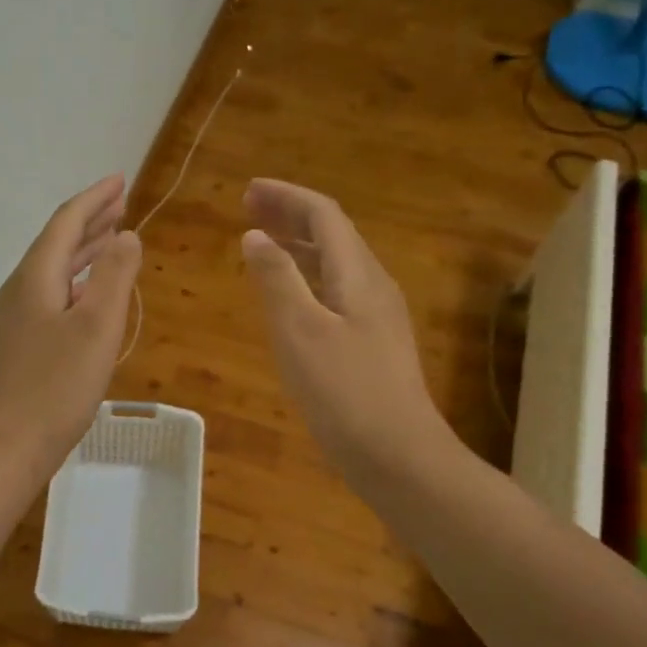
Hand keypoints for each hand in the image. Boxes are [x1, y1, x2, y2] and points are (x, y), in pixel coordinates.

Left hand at [0, 175, 142, 471]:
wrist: (5, 447)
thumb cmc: (55, 386)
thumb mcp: (96, 326)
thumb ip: (113, 275)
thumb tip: (125, 236)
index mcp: (36, 277)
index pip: (66, 222)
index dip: (95, 198)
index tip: (120, 180)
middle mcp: (21, 290)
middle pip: (57, 243)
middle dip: (91, 221)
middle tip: (121, 204)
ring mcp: (16, 320)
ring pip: (54, 271)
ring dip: (84, 252)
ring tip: (112, 240)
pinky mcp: (20, 346)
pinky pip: (52, 297)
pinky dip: (77, 284)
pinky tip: (90, 297)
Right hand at [241, 178, 453, 481]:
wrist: (398, 455)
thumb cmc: (344, 392)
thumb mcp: (300, 331)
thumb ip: (277, 279)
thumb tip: (256, 235)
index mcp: (358, 274)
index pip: (324, 215)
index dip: (286, 197)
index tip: (248, 191)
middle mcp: (374, 286)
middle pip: (334, 235)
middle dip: (292, 216)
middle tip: (250, 210)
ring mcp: (378, 316)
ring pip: (337, 264)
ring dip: (300, 246)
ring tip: (265, 245)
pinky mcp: (374, 344)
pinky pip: (338, 292)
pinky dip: (309, 279)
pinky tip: (292, 300)